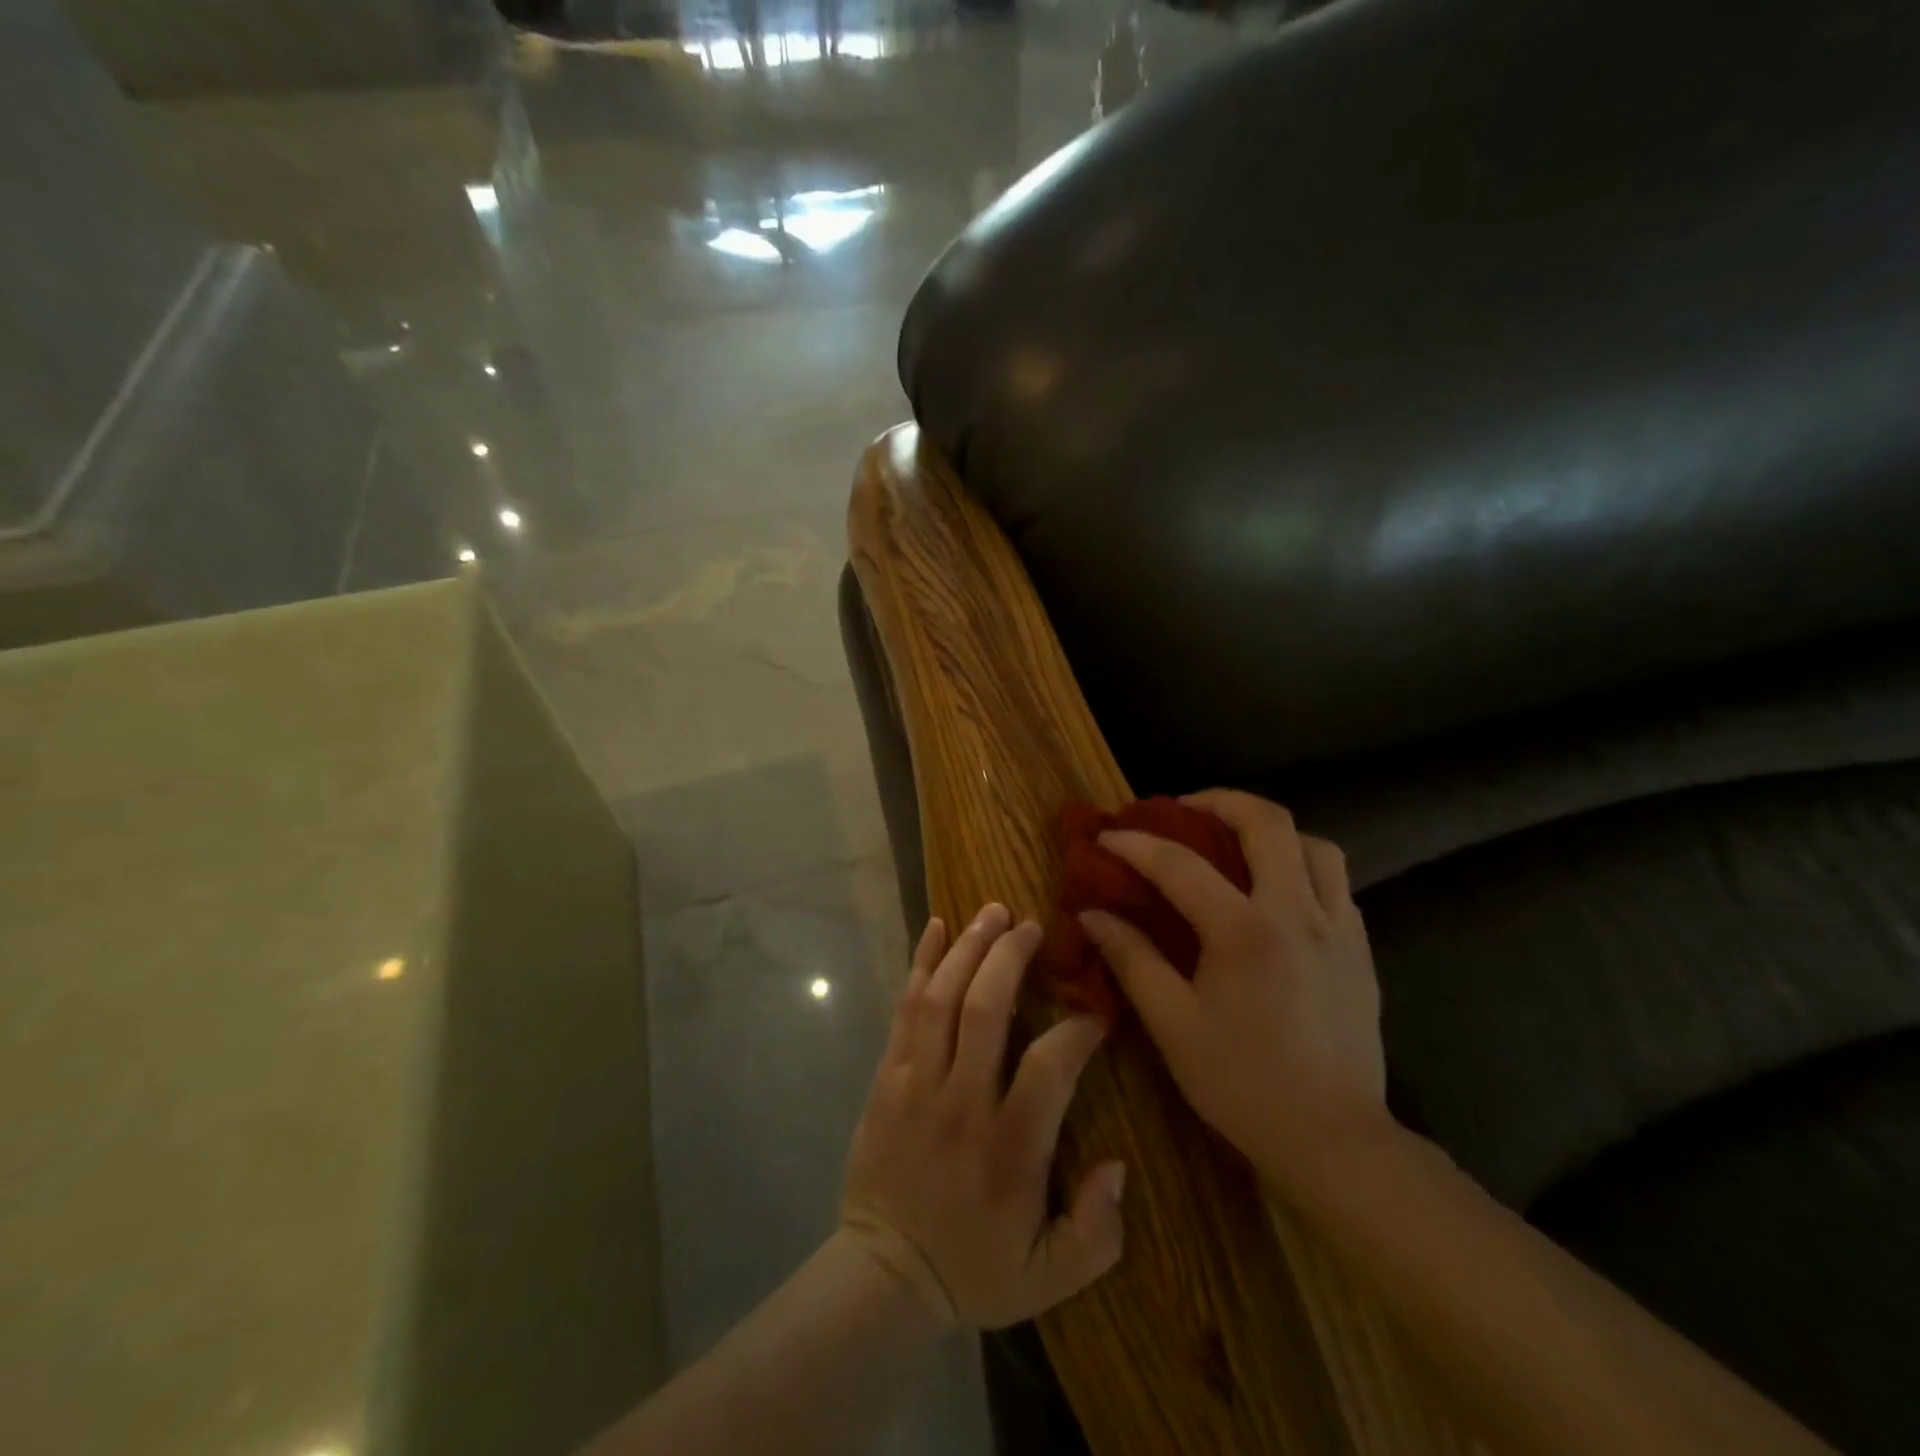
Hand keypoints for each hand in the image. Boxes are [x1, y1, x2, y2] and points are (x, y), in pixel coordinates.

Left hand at [841, 905, 1126, 1329]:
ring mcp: (918, 1082)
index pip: (1050, 1066)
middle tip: (1032, 925)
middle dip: (1010, 956)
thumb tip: (1117, 1165)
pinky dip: (920, 963)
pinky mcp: (887, 1076)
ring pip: (943, 997)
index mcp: (1010, 1147)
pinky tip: (934, 927)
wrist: (884, 1274)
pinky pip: (905, 1008)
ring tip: (992, 911)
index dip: (1079, 1029)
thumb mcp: (1051, 1276)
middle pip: (986, 1008)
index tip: (1098, 1011)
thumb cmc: (974, 1268)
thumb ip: (1098, 1230)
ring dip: (968, 946)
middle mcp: (963, 1101)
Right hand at [1079, 790, 1391, 1190]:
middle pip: (1268, 822)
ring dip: (1270, 831)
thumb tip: (1092, 915)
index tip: (1107, 836)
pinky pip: (1335, 882)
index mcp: (1245, 931)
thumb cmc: (1244, 1084)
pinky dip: (1301, 866)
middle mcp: (1298, 912)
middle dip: (1219, 802)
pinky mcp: (1361, 949)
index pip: (1180, 864)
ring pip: (1314, 844)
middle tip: (1183, 811)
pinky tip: (1275, 894)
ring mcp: (1339, 928)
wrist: (1336, 1141)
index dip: (1136, 844)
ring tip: (1235, 846)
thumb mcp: (1173, 1024)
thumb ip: (1132, 960)